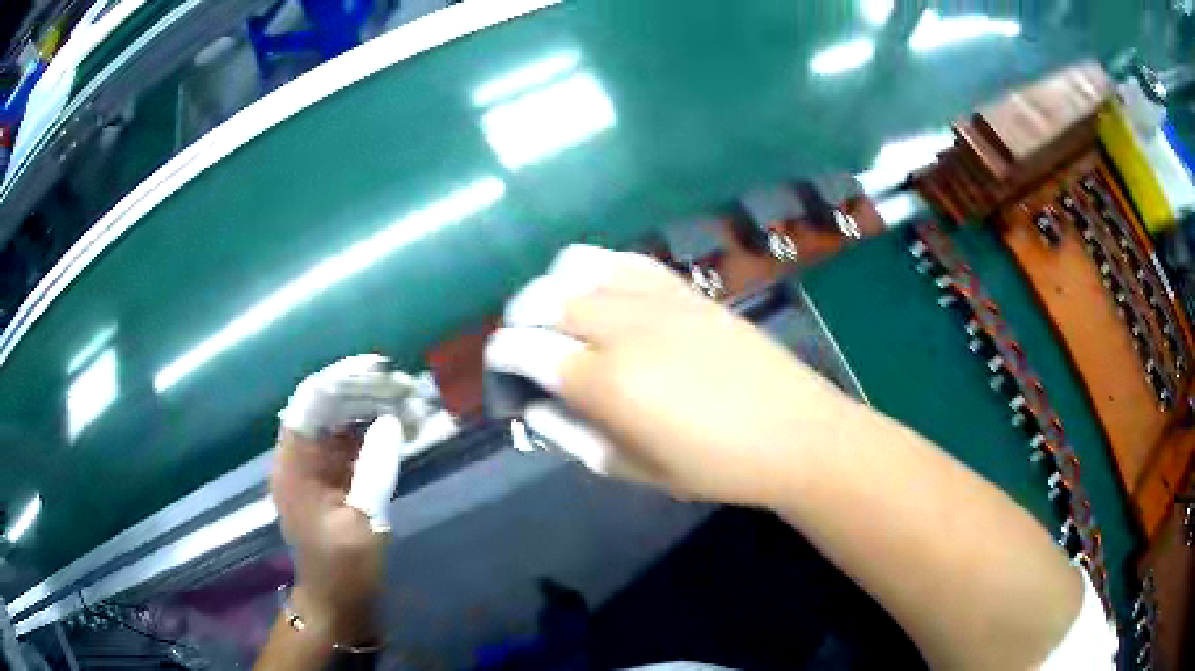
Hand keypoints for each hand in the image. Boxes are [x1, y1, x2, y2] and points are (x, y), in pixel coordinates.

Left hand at [269, 356, 414, 645]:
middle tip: (403, 386)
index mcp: (294, 466)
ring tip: (405, 399)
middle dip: (361, 390)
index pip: (309, 402)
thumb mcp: (363, 523)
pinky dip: (370, 430)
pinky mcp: (329, 477)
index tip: (379, 368)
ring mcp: (312, 466)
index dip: (341, 378)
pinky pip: (347, 441)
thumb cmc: (345, 569)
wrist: (336, 602)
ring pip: (337, 420)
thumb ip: (375, 469)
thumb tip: (392, 421)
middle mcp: (297, 457)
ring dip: (368, 406)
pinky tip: (396, 425)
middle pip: (323, 406)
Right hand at [484, 245, 858, 505]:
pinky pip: (622, 259)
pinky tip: (601, 295)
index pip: (523, 348)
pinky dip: (595, 269)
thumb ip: (572, 436)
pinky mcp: (682, 287)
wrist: (793, 432)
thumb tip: (534, 407)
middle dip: (518, 321)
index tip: (502, 372)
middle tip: (527, 351)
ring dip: (551, 289)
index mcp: (604, 382)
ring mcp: (654, 298)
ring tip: (560, 319)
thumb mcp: (632, 469)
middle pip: (540, 298)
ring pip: (574, 266)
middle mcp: (620, 327)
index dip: (501, 357)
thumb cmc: (713, 466)